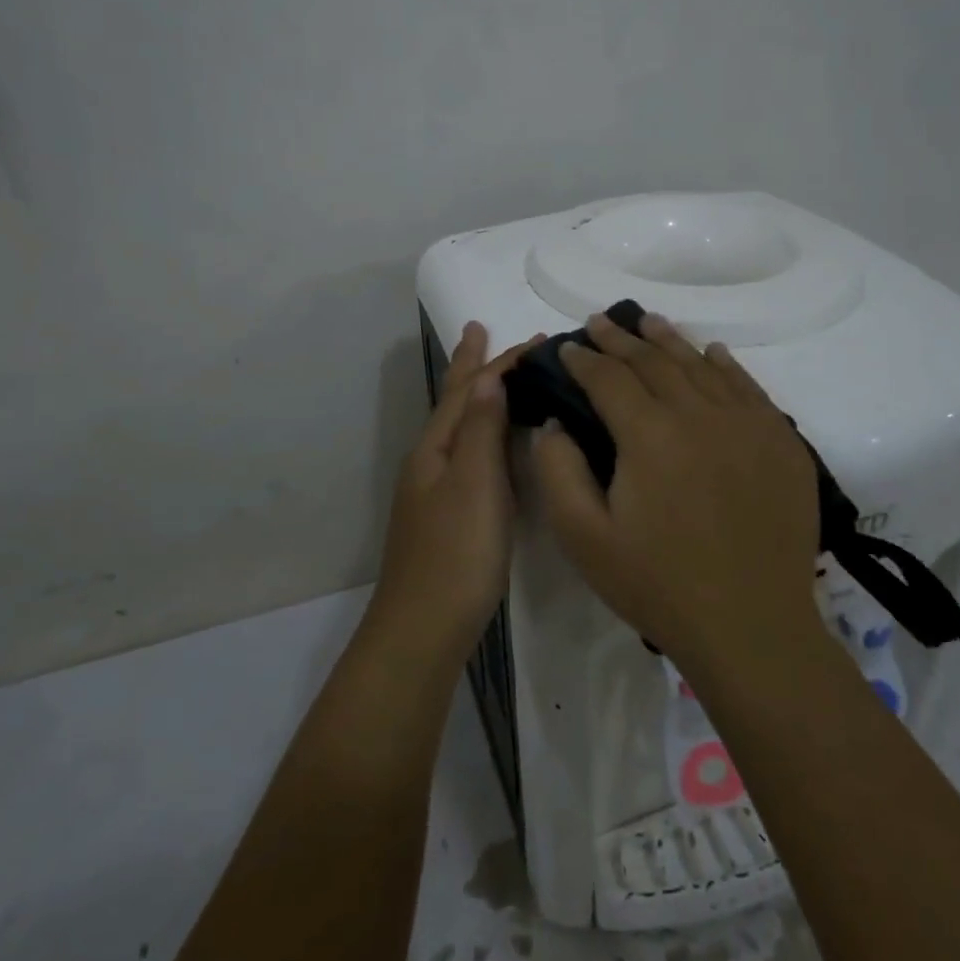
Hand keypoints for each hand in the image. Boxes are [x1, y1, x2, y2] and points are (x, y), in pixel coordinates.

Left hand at [374, 322, 543, 656]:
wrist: (424, 628)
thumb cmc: (456, 553)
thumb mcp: (474, 483)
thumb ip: (482, 429)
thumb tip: (489, 376)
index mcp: (436, 448)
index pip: (470, 390)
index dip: (499, 362)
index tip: (535, 339)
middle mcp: (431, 461)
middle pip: (455, 402)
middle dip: (472, 367)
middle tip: (483, 331)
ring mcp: (436, 489)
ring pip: (460, 428)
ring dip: (477, 396)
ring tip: (492, 374)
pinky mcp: (448, 514)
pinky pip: (468, 454)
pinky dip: (482, 431)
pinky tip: (492, 442)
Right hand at [530, 313, 821, 675]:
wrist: (752, 627)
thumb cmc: (659, 585)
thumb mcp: (584, 538)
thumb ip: (558, 471)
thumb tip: (553, 422)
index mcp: (649, 435)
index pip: (609, 379)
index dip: (583, 360)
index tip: (566, 348)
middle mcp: (700, 414)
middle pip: (654, 362)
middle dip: (620, 339)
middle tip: (599, 322)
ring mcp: (747, 424)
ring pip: (701, 366)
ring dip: (669, 341)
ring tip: (647, 322)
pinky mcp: (781, 442)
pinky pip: (749, 387)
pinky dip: (726, 365)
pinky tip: (713, 352)